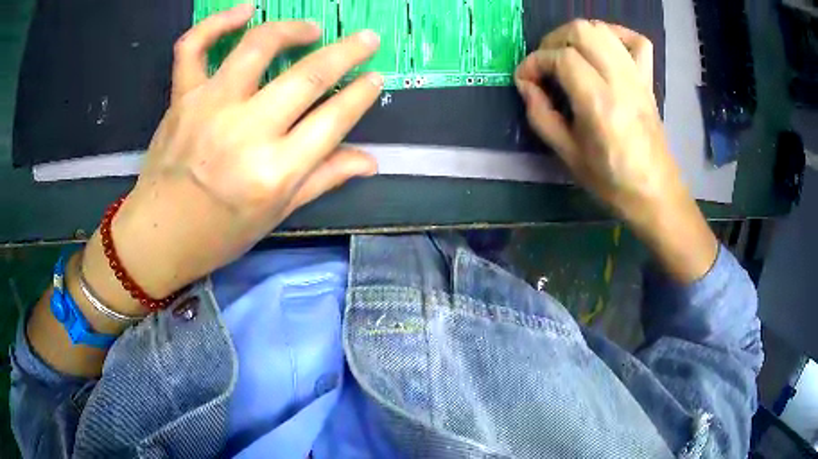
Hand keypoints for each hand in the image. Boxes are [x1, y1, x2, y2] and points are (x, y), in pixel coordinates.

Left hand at [83, 5, 382, 306]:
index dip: (361, 94)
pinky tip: (244, 13)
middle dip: (347, 52)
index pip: (332, 119)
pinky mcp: (182, 98)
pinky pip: (194, 46)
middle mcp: (245, 133)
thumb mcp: (276, 216)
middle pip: (307, 76)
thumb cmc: (218, 234)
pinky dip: (217, 22)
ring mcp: (210, 107)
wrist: (158, 237)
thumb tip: (370, 161)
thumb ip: (323, 180)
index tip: (376, 77)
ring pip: (258, 46)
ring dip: (292, 29)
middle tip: (367, 38)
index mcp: (274, 172)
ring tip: (310, 29)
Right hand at [516, 20, 716, 281]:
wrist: (655, 193)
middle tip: (546, 65)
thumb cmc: (611, 182)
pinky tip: (603, 48)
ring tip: (568, 56)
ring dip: (578, 35)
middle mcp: (620, 81)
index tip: (525, 80)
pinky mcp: (648, 80)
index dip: (535, 62)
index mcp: (599, 103)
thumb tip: (525, 85)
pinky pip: (636, 41)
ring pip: (603, 29)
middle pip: (582, 31)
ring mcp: (637, 77)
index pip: (561, 58)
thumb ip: (541, 115)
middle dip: (553, 41)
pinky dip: (615, 35)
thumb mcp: (567, 155)